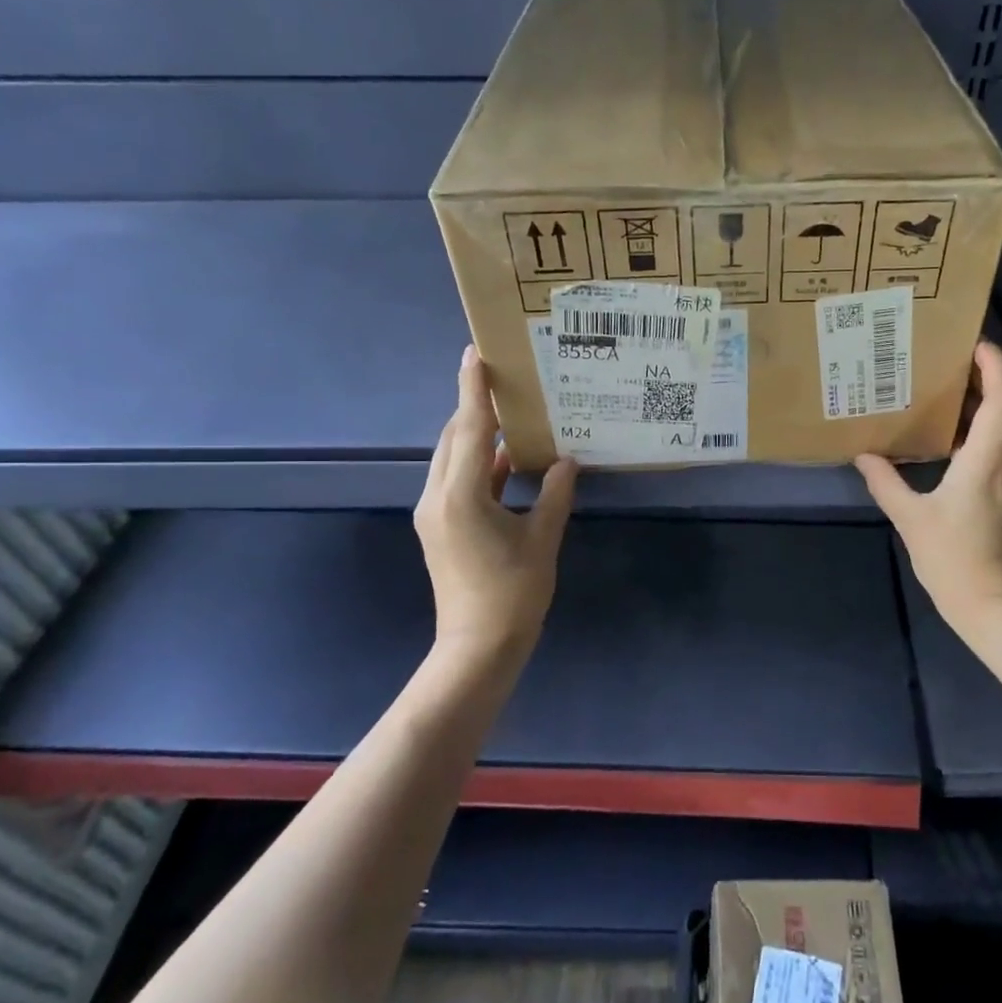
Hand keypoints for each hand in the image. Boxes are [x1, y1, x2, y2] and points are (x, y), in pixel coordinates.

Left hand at [415, 345, 576, 658]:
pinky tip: (504, 459)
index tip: (475, 354)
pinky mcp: (440, 528)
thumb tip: (567, 461)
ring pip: (451, 460)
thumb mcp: (542, 539)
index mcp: (460, 496)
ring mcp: (434, 514)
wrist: (477, 648)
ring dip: (475, 436)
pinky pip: (455, 481)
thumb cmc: (513, 594)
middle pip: (452, 439)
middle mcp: (437, 497)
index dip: (473, 391)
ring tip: (506, 413)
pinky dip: (477, 464)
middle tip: (500, 379)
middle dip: (472, 408)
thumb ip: (554, 494)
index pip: (467, 430)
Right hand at [856, 341, 1001, 641]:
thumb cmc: (955, 559)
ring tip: (940, 388)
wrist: (993, 605)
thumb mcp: (912, 519)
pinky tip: (943, 435)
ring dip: (980, 402)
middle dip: (984, 376)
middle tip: (946, 359)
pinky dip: (974, 428)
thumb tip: (864, 455)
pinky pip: (993, 446)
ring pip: (1001, 425)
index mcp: (986, 458)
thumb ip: (887, 483)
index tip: (973, 341)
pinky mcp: (1001, 493)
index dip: (994, 366)